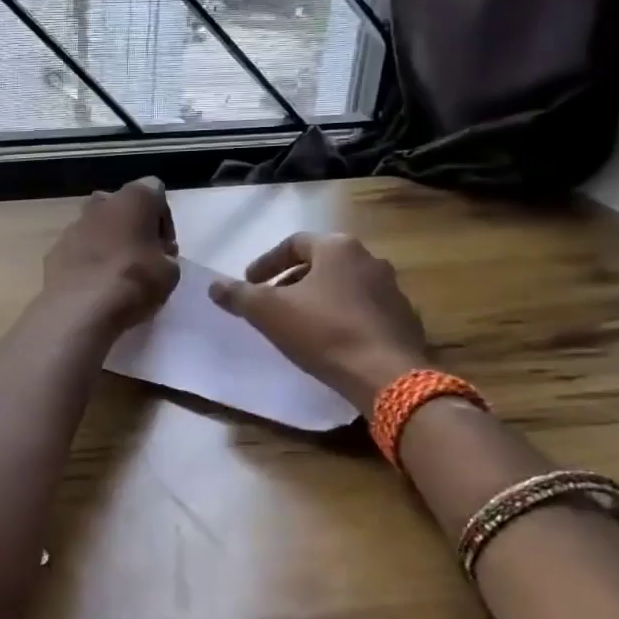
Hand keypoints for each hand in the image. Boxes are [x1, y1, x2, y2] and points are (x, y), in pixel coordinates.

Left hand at [42, 178, 179, 333]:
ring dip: (108, 243)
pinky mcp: (54, 250)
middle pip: (121, 206)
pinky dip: (86, 261)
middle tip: (142, 256)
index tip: (165, 248)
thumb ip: (166, 257)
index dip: (163, 220)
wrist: (81, 309)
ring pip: (96, 227)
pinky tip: (94, 286)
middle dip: (132, 226)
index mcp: (133, 199)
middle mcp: (100, 204)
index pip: (155, 192)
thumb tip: (157, 257)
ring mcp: (73, 226)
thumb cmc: (134, 281)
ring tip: (116, 275)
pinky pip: (77, 250)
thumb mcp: (170, 273)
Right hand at [208, 232, 430, 405]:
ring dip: (318, 299)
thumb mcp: (269, 312)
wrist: (387, 376)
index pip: (294, 243)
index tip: (250, 283)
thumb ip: (239, 295)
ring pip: (343, 286)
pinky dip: (341, 317)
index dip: (266, 262)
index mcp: (338, 248)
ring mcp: (392, 289)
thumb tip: (214, 285)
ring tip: (298, 323)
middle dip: (291, 281)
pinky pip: (363, 310)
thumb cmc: (323, 333)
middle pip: (320, 263)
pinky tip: (330, 341)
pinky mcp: (404, 318)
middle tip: (271, 303)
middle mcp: (369, 259)